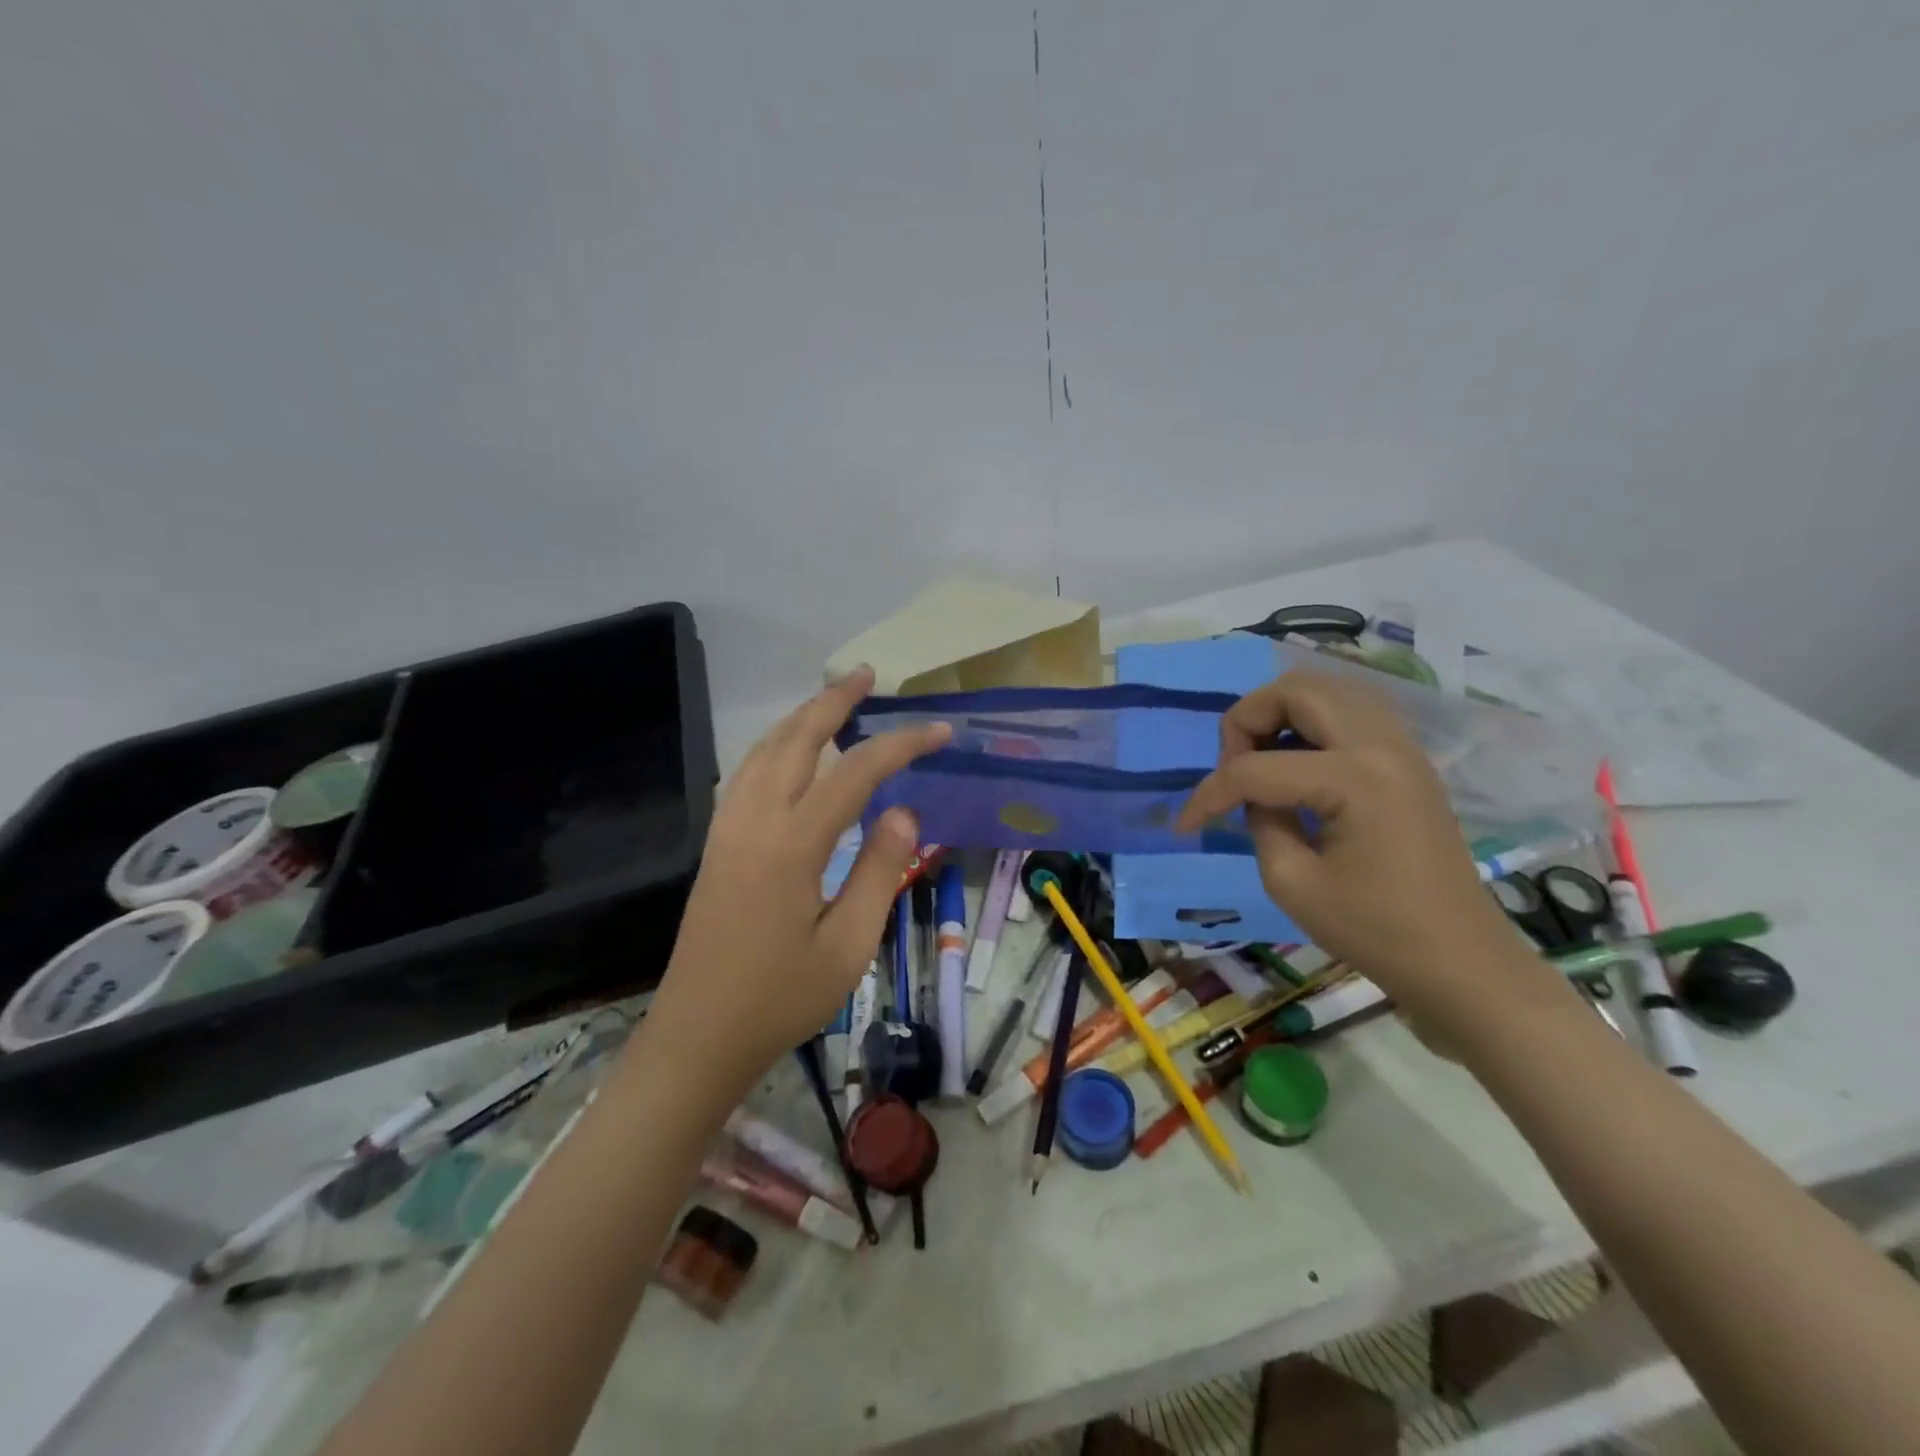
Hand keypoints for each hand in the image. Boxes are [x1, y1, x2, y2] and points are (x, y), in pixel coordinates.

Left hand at [642, 666, 949, 1086]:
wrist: (699, 1034)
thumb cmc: (781, 998)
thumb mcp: (848, 945)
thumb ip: (879, 872)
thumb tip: (903, 812)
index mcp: (793, 844)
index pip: (856, 772)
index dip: (900, 745)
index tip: (939, 730)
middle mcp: (756, 820)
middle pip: (797, 739)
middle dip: (834, 702)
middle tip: (867, 675)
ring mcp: (729, 828)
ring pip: (764, 750)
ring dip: (801, 718)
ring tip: (834, 701)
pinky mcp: (718, 843)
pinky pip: (747, 773)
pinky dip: (775, 746)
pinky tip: (790, 752)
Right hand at [1175, 670, 1560, 1030]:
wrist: (1460, 961)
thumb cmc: (1374, 930)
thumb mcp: (1290, 882)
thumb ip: (1259, 819)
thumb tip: (1251, 793)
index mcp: (1354, 778)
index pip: (1255, 767)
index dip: (1209, 794)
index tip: (1185, 826)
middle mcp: (1381, 744)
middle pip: (1294, 690)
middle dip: (1245, 721)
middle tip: (1231, 769)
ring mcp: (1401, 746)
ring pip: (1324, 690)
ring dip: (1279, 714)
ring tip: (1261, 762)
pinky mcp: (1407, 758)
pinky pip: (1349, 711)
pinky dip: (1309, 723)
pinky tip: (1296, 764)